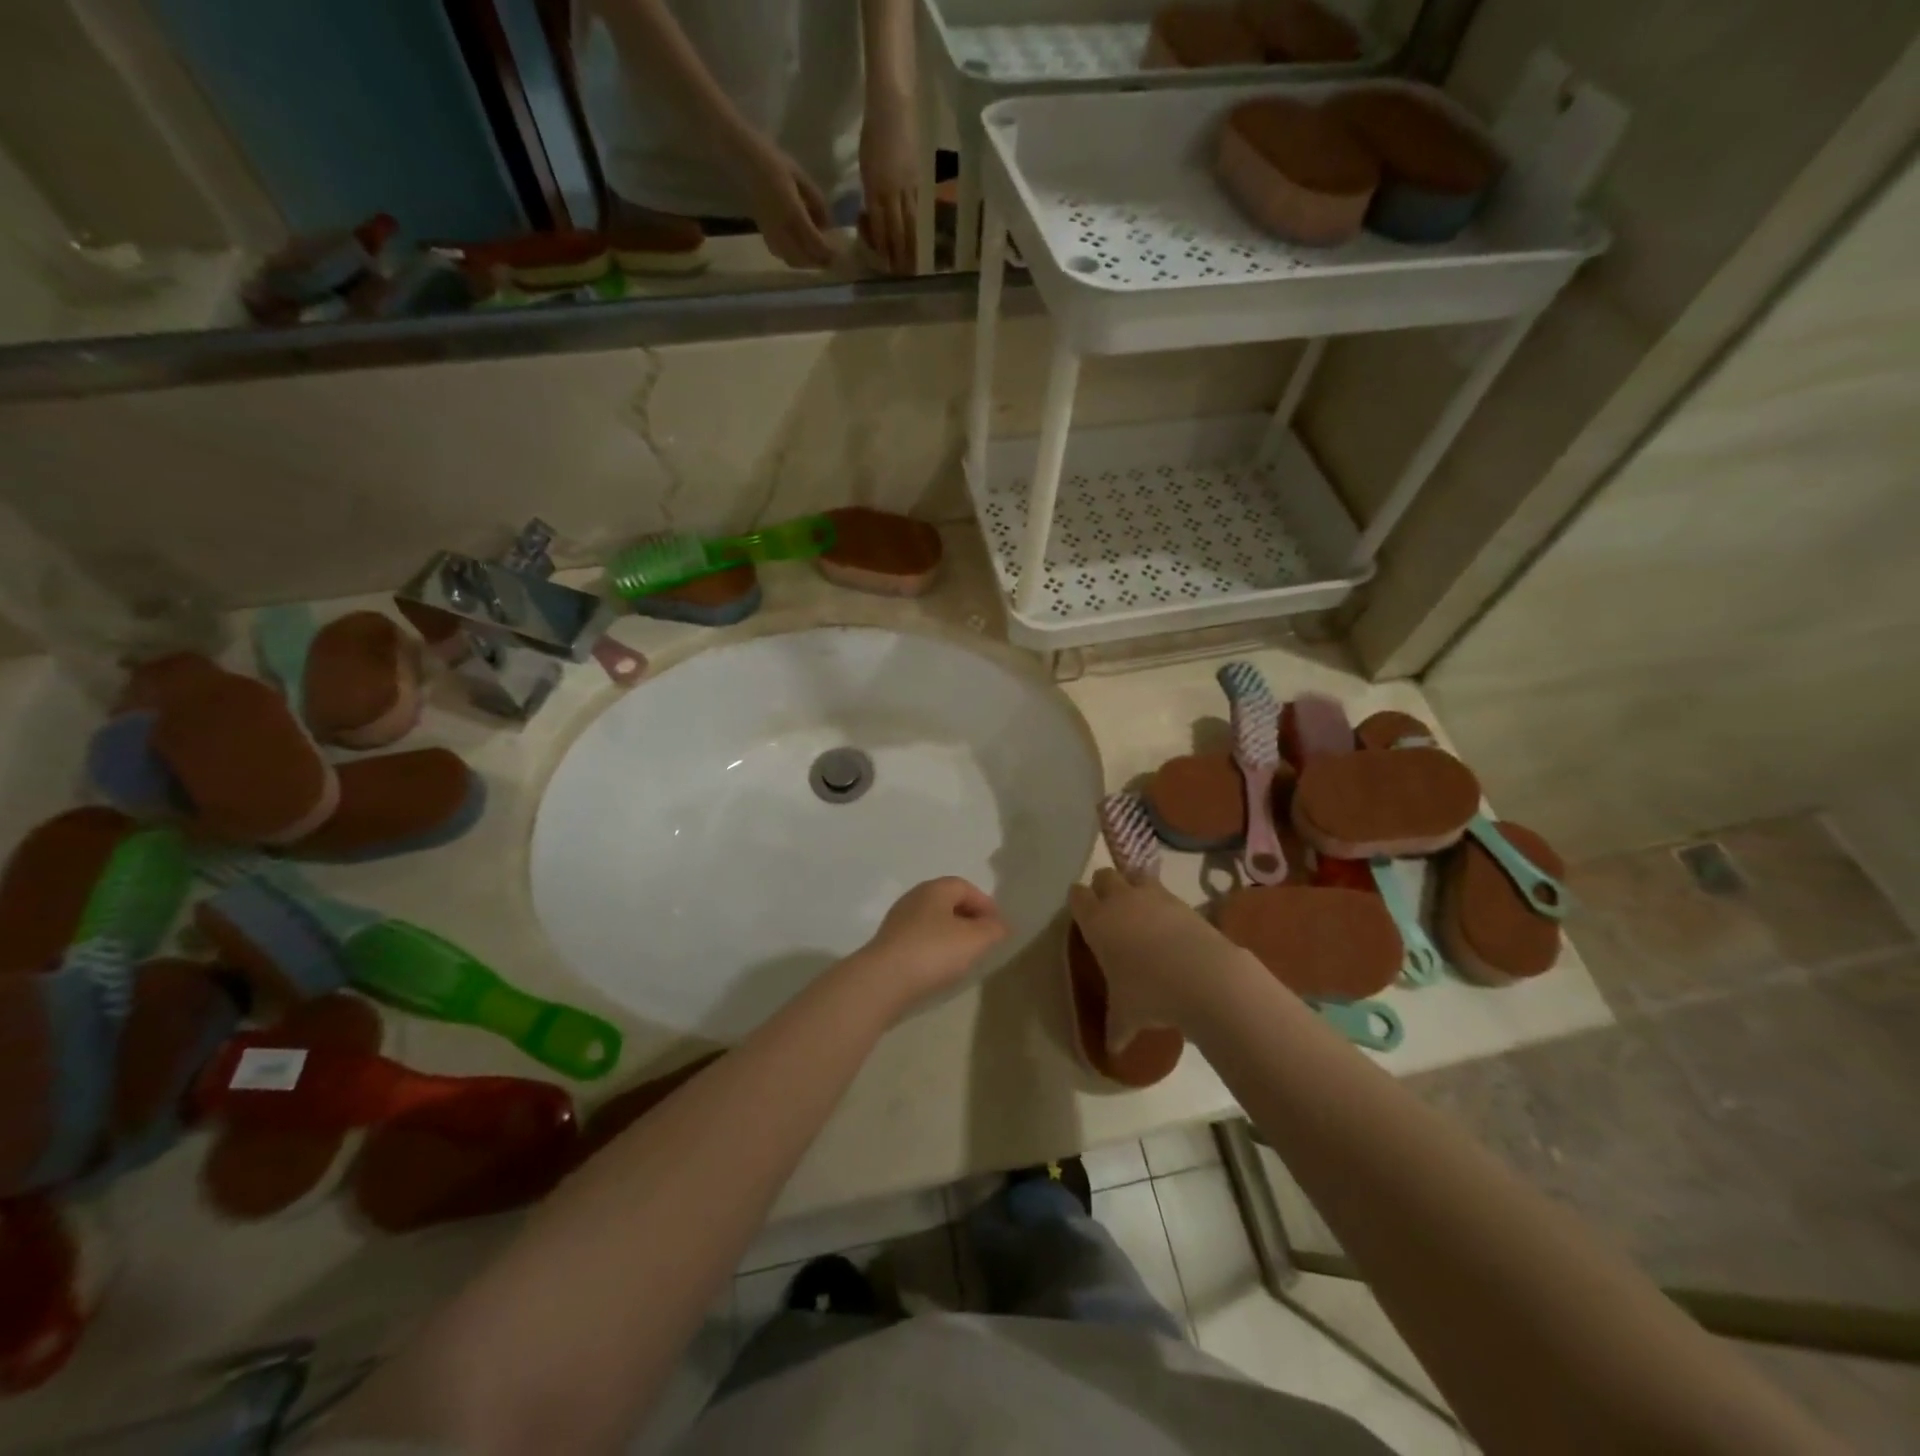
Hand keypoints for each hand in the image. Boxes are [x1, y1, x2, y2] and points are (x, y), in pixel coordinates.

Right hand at [727, 135, 833, 268]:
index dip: (828, 251)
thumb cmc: (773, 160)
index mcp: (792, 211)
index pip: (814, 242)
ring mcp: (770, 233)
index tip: (839, 252)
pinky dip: (794, 258)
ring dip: (807, 262)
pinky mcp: (763, 233)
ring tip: (817, 256)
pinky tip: (800, 250)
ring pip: (792, 260)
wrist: (742, 158)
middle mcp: (781, 227)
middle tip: (831, 258)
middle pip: (804, 258)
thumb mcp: (800, 175)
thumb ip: (816, 200)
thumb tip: (828, 224)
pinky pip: (781, 255)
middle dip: (819, 261)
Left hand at [854, 877, 1007, 1014]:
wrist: (883, 981)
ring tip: (965, 956)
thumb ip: (993, 929)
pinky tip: (940, 967)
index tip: (998, 927)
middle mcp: (914, 898)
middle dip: (969, 918)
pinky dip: (935, 947)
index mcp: (934, 889)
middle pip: (948, 902)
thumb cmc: (933, 952)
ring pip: (933, 921)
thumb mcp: (975, 940)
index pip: (965, 886)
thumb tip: (1000, 925)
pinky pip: (920, 939)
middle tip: (984, 940)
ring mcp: (898, 921)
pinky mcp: (889, 944)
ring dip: (951, 934)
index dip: (985, 904)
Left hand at [858, 89, 918, 273]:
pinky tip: (923, 239)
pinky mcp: (920, 179)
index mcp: (875, 187)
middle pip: (897, 229)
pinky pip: (920, 209)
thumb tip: (875, 217)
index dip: (883, 247)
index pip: (880, 225)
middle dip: (900, 253)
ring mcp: (908, 186)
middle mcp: (892, 191)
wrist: (893, 105)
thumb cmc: (874, 132)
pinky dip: (921, 227)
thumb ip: (870, 194)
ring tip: (916, 264)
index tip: (887, 265)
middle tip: (904, 274)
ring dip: (913, 245)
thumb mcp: (865, 166)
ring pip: (911, 222)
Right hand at [1069, 870, 1252, 1050]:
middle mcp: (1120, 900)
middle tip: (1109, 910)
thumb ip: (1116, 1029)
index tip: (1083, 914)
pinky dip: (1162, 902)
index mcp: (1097, 921)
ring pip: (1134, 875)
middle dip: (1104, 888)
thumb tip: (1112, 1052)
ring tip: (1139, 910)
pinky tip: (1168, 925)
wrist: (1203, 977)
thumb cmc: (1150, 994)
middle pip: (1104, 875)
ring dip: (1133, 887)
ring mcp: (1153, 896)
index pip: (1077, 895)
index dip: (1079, 901)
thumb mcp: (1126, 1016)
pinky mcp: (1181, 900)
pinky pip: (1164, 891)